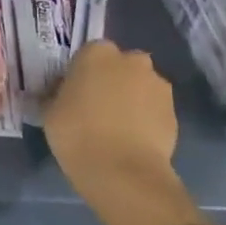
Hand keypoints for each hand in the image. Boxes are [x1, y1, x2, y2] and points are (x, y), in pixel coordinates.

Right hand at [43, 41, 177, 200]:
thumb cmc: (76, 133)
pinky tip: (132, 140)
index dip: (82, 73)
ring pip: (140, 86)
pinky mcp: (175, 113)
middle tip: (97, 106)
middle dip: (112, 80)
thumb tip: (61, 95)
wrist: (122, 171)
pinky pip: (154, 109)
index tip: (74, 92)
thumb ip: (58, 95)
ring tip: (117, 127)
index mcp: (96, 53)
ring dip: (132, 98)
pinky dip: (146, 119)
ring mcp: (158, 86)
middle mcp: (131, 61)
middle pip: (120, 65)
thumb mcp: (50, 110)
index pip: (88, 54)